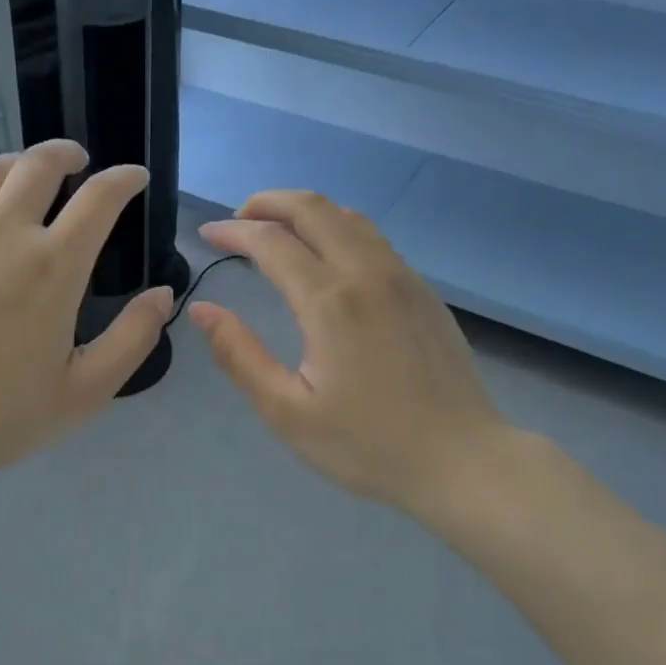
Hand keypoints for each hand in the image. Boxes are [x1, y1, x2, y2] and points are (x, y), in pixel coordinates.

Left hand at [0, 141, 171, 538]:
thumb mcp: (86, 391)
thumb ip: (133, 338)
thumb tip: (163, 294)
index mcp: (52, 266)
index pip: (100, 197)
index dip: (124, 179)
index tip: (134, 178)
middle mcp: (1, 233)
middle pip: (39, 164)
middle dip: (67, 154)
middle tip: (78, 162)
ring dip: (17, 167)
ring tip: (25, 180)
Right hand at [190, 191, 514, 520]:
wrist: (463, 461)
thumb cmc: (368, 445)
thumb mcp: (287, 411)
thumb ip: (239, 355)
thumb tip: (202, 310)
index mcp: (330, 302)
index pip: (271, 242)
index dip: (233, 231)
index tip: (207, 235)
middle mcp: (367, 273)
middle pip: (313, 208)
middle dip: (268, 202)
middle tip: (238, 217)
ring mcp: (402, 277)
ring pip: (348, 216)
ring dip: (305, 211)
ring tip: (276, 229)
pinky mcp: (422, 291)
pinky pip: (373, 238)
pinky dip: (337, 228)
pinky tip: (326, 255)